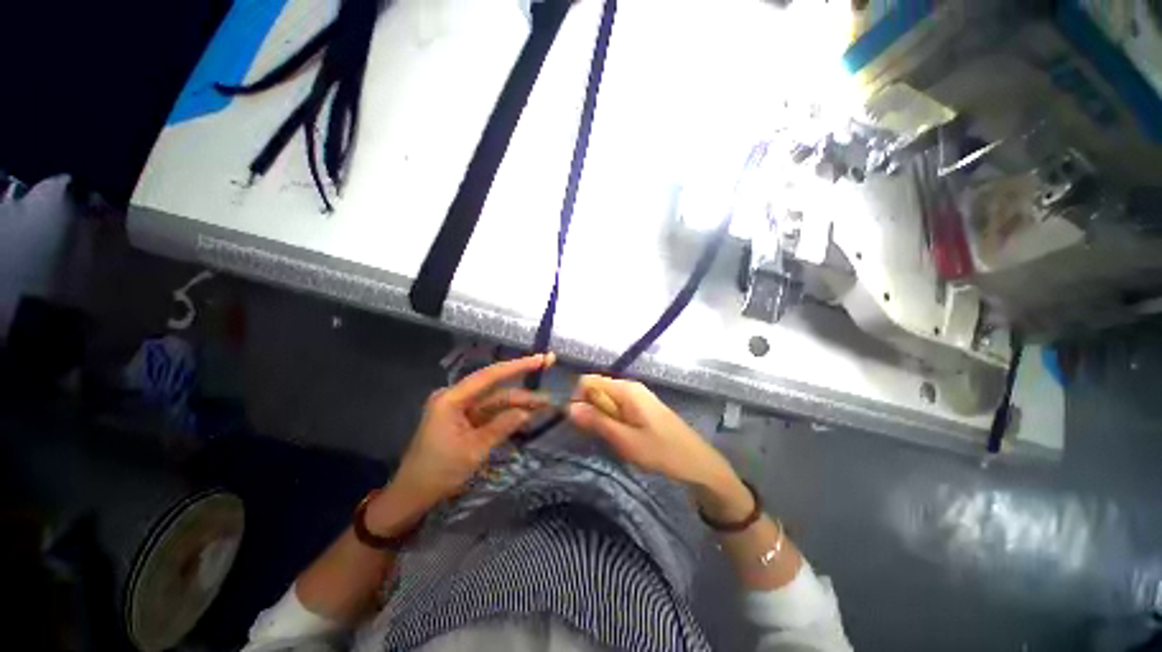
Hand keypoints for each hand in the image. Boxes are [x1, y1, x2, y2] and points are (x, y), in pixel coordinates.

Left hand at [367, 354, 553, 533]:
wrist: (412, 495)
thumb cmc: (439, 472)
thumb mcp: (474, 450)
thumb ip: (502, 426)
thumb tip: (527, 412)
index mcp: (451, 399)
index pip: (489, 376)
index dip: (517, 366)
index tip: (540, 359)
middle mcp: (456, 397)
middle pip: (496, 389)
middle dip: (523, 391)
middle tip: (548, 390)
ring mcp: (460, 408)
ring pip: (495, 401)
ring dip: (518, 404)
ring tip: (544, 406)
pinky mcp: (464, 419)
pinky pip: (490, 412)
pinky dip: (507, 414)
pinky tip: (526, 415)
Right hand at [566, 375, 738, 486]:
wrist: (697, 462)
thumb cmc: (661, 451)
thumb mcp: (625, 440)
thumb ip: (596, 421)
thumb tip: (568, 407)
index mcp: (626, 389)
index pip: (588, 381)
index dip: (578, 399)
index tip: (580, 423)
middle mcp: (630, 386)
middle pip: (596, 389)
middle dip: (591, 410)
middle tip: (600, 435)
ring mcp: (637, 396)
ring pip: (606, 399)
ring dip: (602, 417)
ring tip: (613, 438)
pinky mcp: (642, 406)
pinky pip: (617, 406)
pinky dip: (613, 420)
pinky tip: (623, 436)